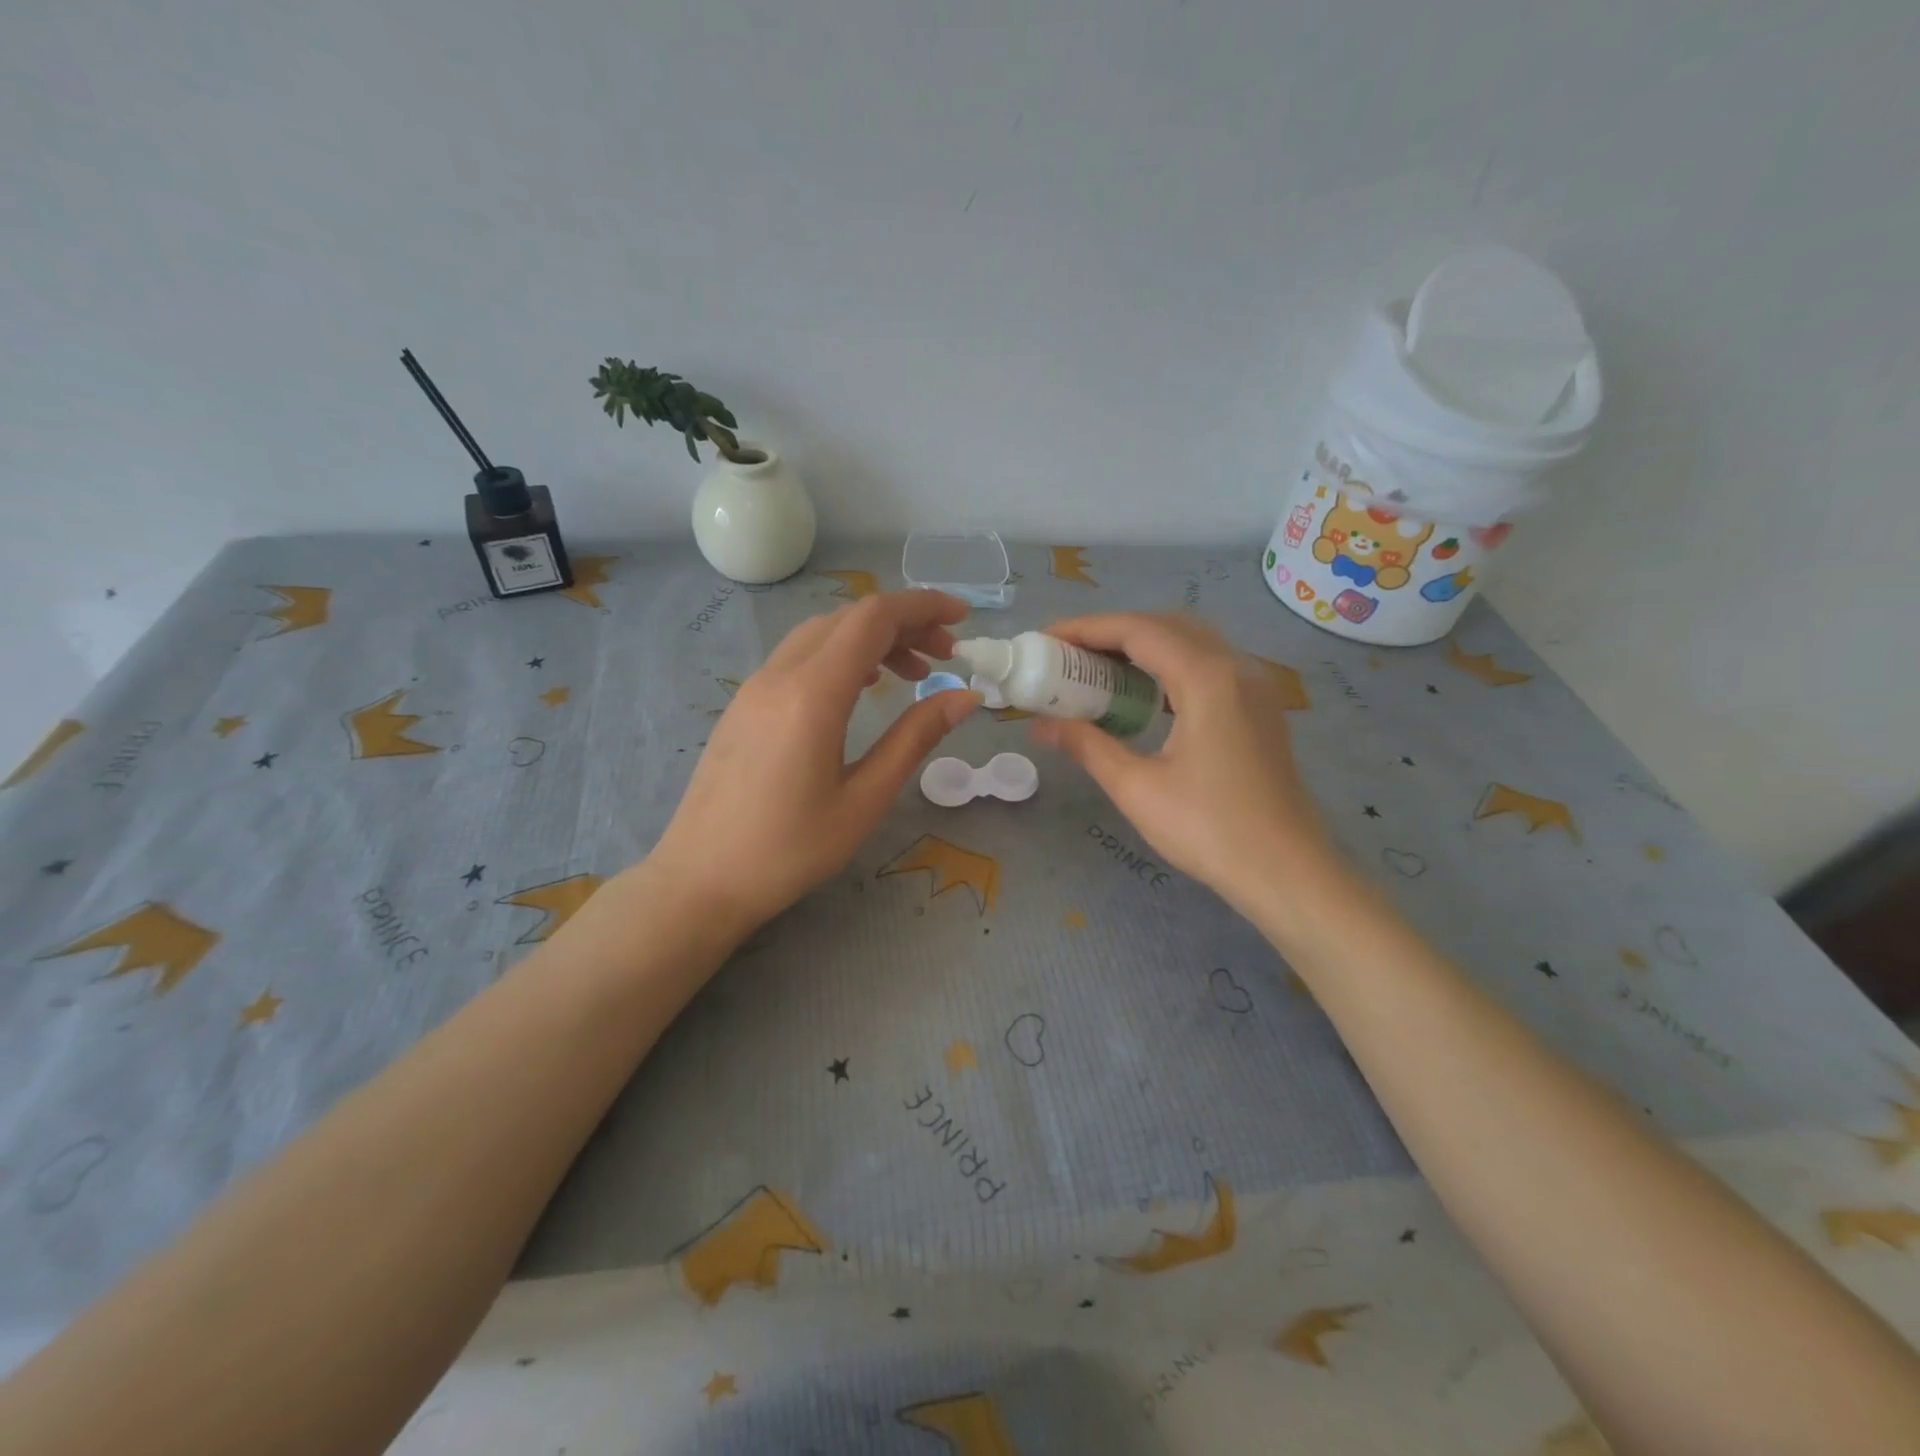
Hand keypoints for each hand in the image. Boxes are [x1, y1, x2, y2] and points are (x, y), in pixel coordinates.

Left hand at [648, 590, 978, 930]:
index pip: (873, 619)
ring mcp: (755, 686)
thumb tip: (966, 696)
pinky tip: (862, 688)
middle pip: (849, 619)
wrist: (700, 880)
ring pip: (822, 634)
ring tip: (911, 674)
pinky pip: (799, 656)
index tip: (963, 618)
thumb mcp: (865, 799)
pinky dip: (841, 655)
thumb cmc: (789, 850)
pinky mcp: (744, 704)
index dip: (923, 607)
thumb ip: (915, 738)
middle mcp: (780, 675)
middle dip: (904, 623)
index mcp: (812, 694)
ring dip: (872, 639)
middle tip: (945, 656)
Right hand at [1032, 613, 1336, 917]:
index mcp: (1206, 678)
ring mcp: (1254, 685)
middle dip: (1112, 632)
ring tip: (1097, 670)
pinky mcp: (1259, 707)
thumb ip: (1087, 745)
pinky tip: (1143, 694)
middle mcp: (1235, 667)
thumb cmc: (1209, 830)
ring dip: (1142, 646)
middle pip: (1165, 626)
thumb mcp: (1137, 788)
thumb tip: (1041, 725)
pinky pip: (1208, 664)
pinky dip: (1168, 665)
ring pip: (1190, 641)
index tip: (1047, 639)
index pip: (1138, 630)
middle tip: (1068, 655)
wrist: (1287, 872)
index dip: (1087, 629)